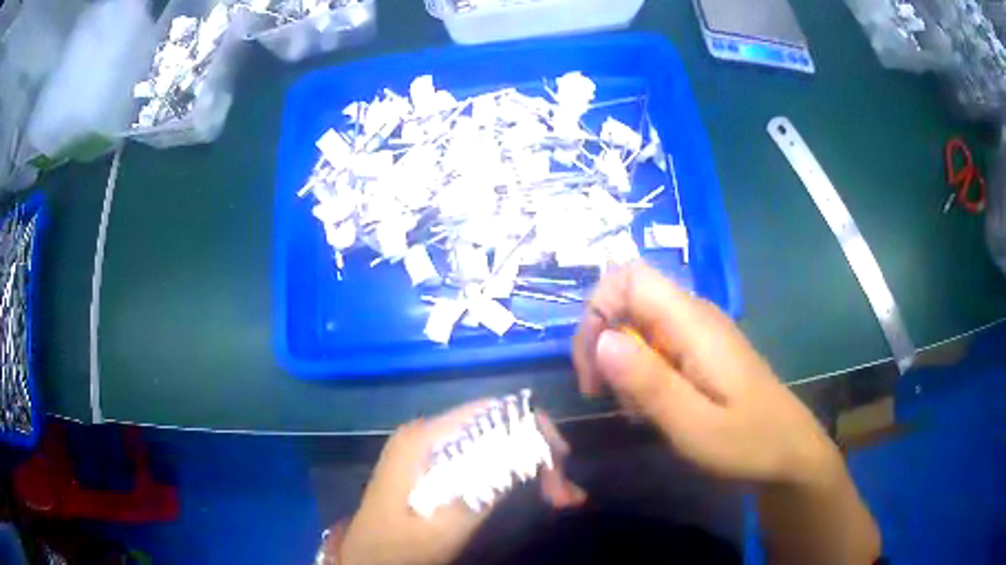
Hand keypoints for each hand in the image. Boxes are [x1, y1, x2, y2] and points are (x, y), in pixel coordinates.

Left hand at [338, 400, 584, 564]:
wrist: (368, 558)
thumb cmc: (401, 545)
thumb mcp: (447, 522)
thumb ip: (487, 485)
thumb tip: (532, 449)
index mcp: (424, 438)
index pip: (490, 410)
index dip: (533, 427)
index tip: (562, 460)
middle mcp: (427, 434)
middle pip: (496, 427)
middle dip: (536, 454)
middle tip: (564, 492)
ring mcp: (428, 450)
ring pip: (493, 445)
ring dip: (529, 467)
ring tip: (559, 498)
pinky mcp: (432, 467)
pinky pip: (480, 460)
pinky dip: (511, 475)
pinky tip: (534, 495)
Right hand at [573, 263, 839, 485]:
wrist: (789, 451)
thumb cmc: (747, 442)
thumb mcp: (694, 425)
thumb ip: (649, 382)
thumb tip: (601, 339)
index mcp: (694, 323)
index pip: (630, 277)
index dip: (598, 309)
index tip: (592, 363)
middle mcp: (694, 316)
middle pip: (628, 300)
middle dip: (602, 343)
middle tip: (603, 394)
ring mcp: (699, 333)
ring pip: (637, 326)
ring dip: (621, 364)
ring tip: (635, 410)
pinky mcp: (701, 351)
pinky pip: (655, 346)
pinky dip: (640, 373)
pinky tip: (652, 408)